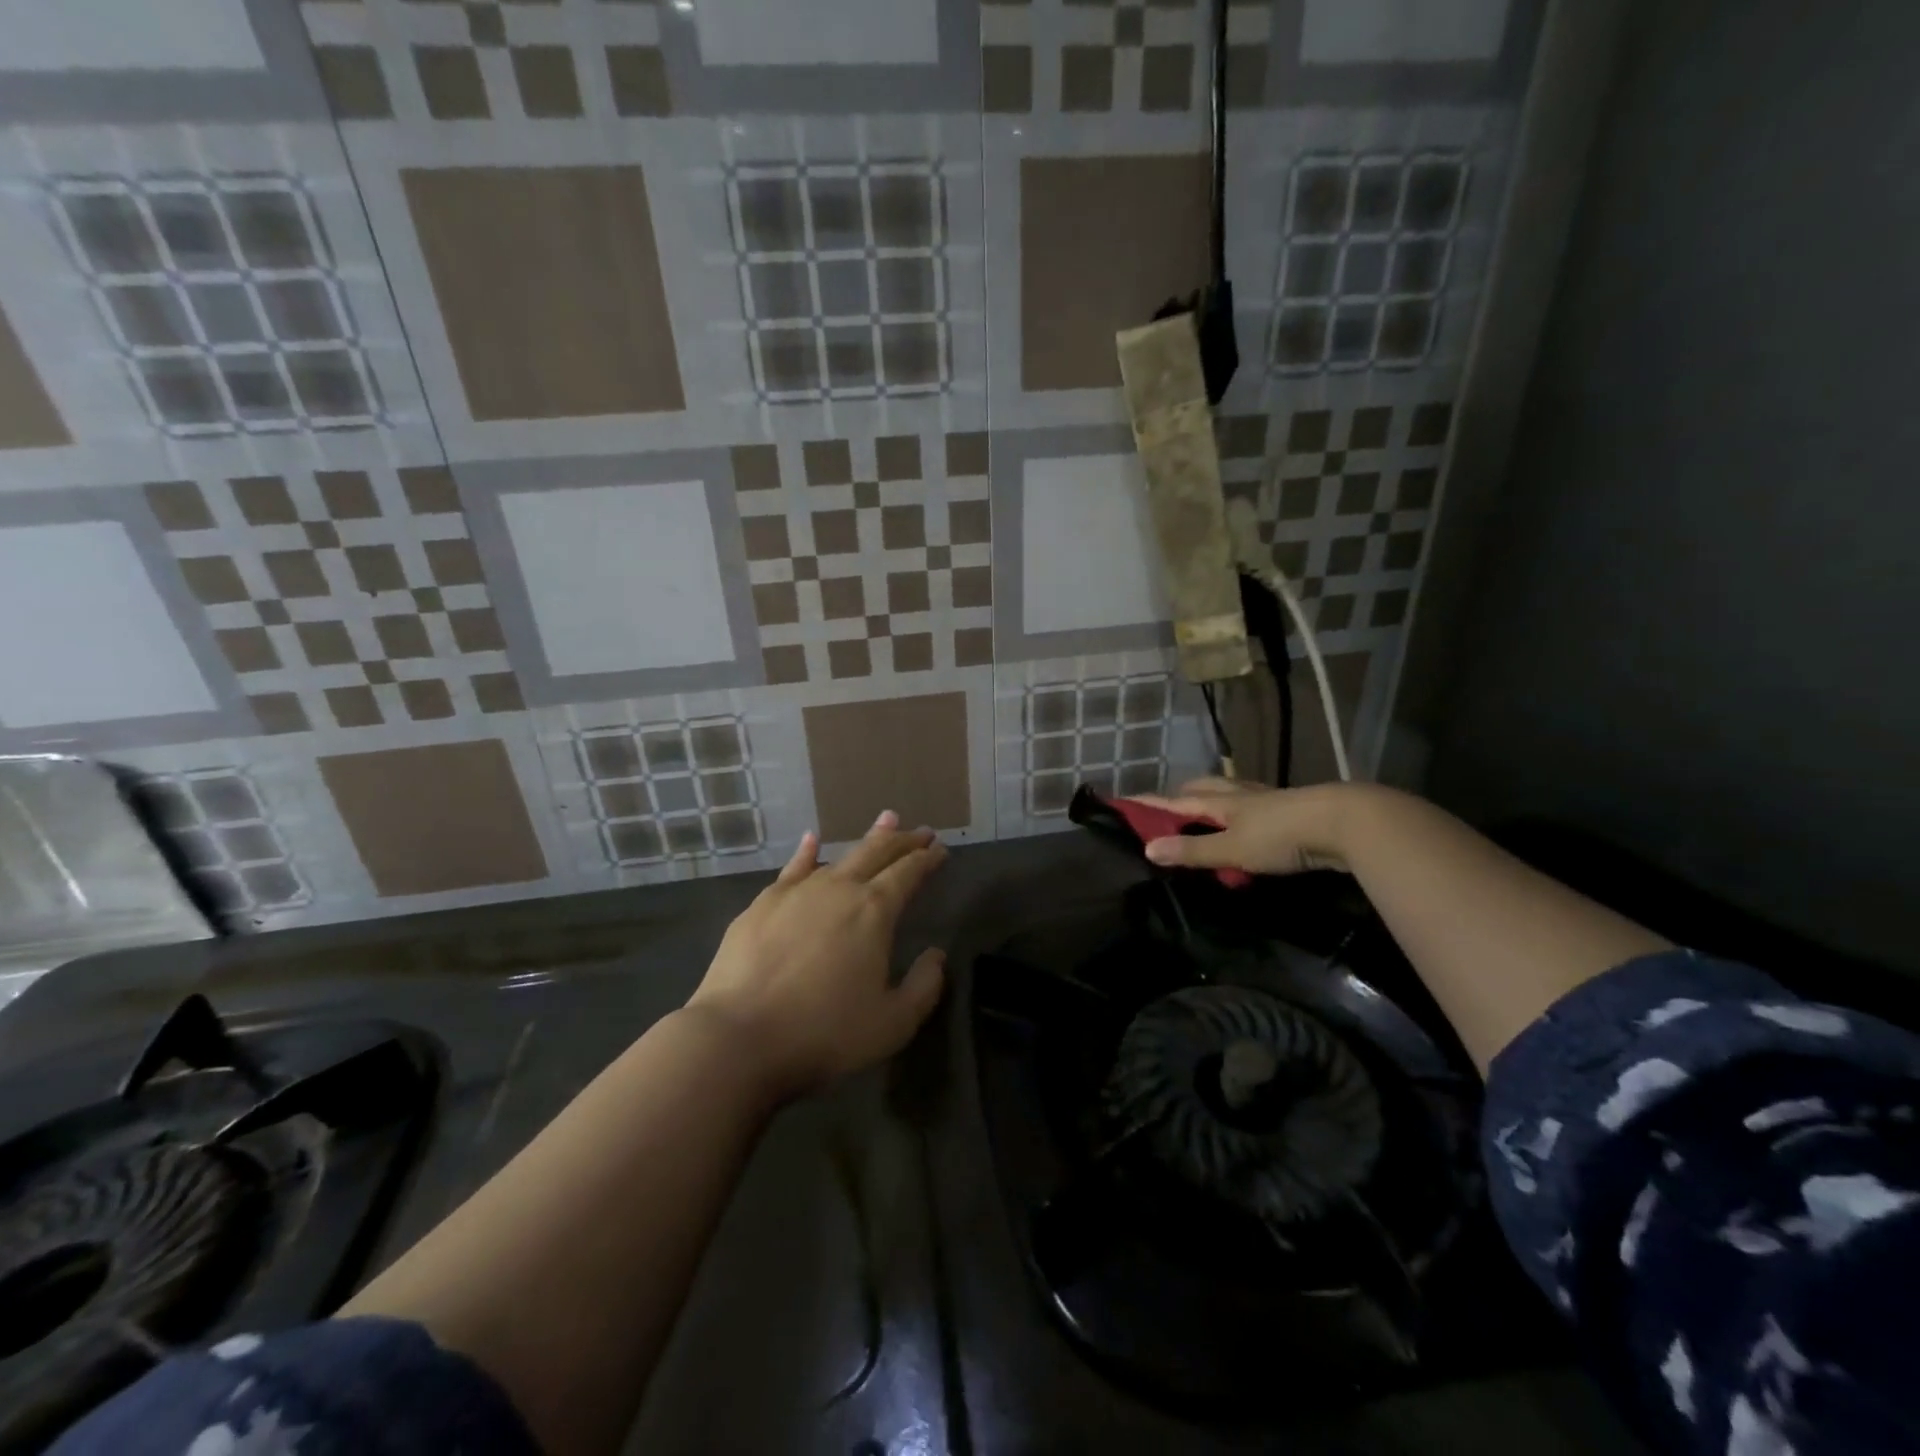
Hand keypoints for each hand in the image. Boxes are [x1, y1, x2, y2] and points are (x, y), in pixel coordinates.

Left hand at [688, 811, 947, 1098]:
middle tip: (921, 830)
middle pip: (878, 853)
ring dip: (867, 839)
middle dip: (903, 840)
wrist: (739, 1037)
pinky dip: (807, 852)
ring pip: (840, 854)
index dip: (927, 860)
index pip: (908, 873)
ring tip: (885, 821)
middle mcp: (839, 889)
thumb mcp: (893, 1024)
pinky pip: (793, 868)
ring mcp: (797, 892)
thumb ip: (924, 987)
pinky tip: (812, 840)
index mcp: (875, 911)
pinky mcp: (763, 904)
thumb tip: (936, 955)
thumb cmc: (824, 1033)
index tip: (940, 849)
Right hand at [1134, 778, 1365, 875]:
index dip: (1151, 803)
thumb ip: (1192, 851)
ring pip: (1232, 795)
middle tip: (1170, 807)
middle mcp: (1241, 795)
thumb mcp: (1232, 849)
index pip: (1175, 801)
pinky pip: (1256, 808)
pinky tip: (1250, 825)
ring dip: (1214, 801)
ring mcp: (1269, 801)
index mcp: (1221, 801)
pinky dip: (1242, 815)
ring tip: (1207, 812)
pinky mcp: (1292, 811)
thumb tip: (1147, 849)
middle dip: (1183, 795)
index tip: (1126, 800)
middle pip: (1205, 788)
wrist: (1345, 823)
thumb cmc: (1282, 836)